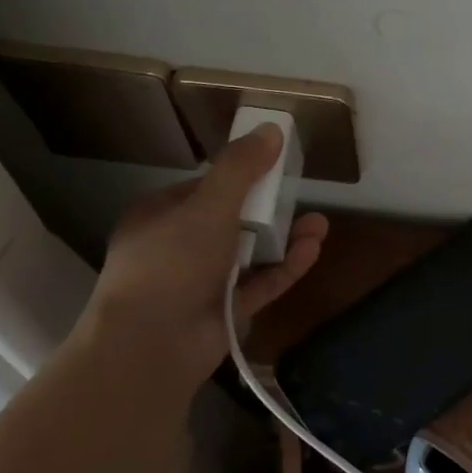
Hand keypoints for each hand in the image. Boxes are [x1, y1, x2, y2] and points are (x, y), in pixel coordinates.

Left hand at [78, 124, 327, 383]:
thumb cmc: (171, 262)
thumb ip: (240, 168)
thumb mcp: (208, 206)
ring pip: (249, 254)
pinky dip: (284, 268)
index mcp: (160, 217)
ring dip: (283, 239)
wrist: (151, 344)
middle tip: (301, 197)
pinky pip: (258, 284)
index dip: (239, 177)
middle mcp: (177, 248)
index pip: (204, 189)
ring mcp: (200, 283)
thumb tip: (271, 129)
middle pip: (231, 222)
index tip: (274, 168)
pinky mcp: (222, 312)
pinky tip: (312, 250)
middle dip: (270, 210)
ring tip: (320, 226)